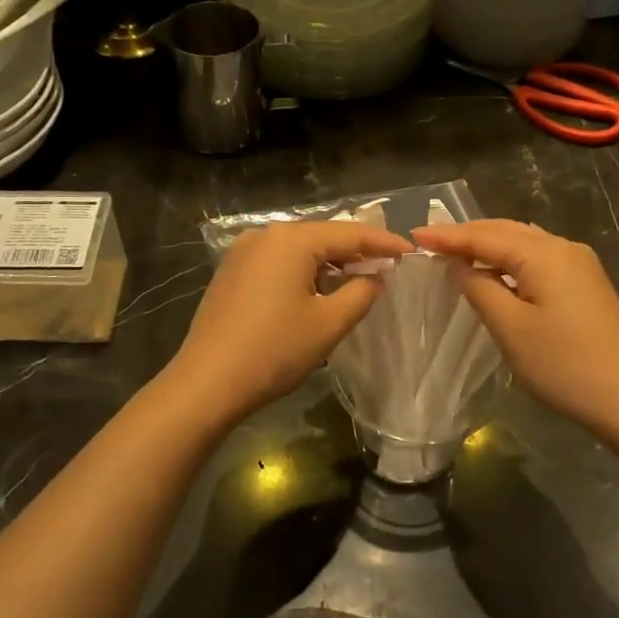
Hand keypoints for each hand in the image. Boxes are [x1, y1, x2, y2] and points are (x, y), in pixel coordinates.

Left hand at [166, 220, 412, 422]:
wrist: (207, 383)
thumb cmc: (274, 351)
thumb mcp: (329, 323)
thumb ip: (362, 292)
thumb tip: (375, 276)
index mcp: (291, 240)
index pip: (349, 234)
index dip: (383, 242)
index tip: (411, 251)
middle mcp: (264, 235)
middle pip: (322, 236)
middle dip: (356, 251)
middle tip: (388, 264)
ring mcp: (242, 253)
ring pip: (299, 250)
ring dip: (329, 263)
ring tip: (358, 279)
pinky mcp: (231, 273)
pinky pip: (278, 262)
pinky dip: (303, 271)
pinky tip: (317, 289)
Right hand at [411, 219, 618, 440]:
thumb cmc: (565, 365)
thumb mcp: (511, 328)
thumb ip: (480, 289)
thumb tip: (461, 265)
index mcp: (544, 254)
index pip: (486, 235)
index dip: (448, 236)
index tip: (414, 235)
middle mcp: (564, 248)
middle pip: (507, 230)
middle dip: (468, 234)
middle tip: (429, 241)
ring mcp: (579, 265)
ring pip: (524, 242)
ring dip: (489, 244)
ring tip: (455, 252)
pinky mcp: (586, 284)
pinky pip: (538, 258)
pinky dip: (510, 259)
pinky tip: (496, 272)